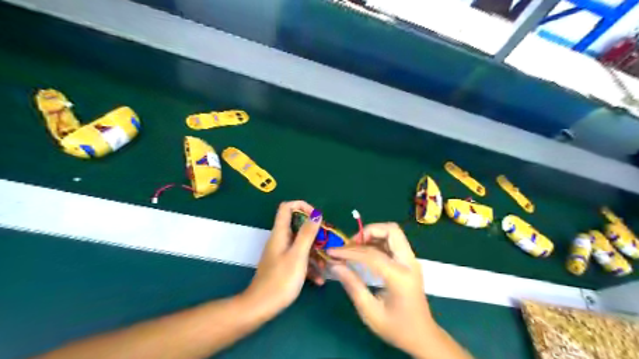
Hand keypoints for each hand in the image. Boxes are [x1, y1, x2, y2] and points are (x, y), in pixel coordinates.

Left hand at [246, 201, 324, 315]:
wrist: (261, 307)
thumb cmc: (281, 280)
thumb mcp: (298, 255)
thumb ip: (307, 233)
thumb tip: (316, 213)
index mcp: (280, 233)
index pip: (287, 207)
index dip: (303, 206)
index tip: (317, 218)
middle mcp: (281, 239)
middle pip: (298, 226)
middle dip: (315, 233)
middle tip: (328, 243)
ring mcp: (282, 253)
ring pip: (301, 244)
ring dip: (315, 252)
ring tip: (327, 266)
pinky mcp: (284, 265)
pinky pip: (300, 258)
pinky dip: (310, 266)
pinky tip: (319, 280)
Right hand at [327, 223, 436, 357]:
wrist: (423, 336)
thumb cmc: (397, 328)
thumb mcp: (370, 312)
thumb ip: (353, 286)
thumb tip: (335, 265)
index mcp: (400, 277)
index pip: (371, 254)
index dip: (349, 251)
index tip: (332, 252)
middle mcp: (409, 262)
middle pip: (391, 230)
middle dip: (368, 231)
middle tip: (351, 244)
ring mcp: (411, 260)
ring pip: (393, 232)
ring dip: (373, 234)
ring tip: (355, 247)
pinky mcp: (409, 262)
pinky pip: (393, 242)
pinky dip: (378, 241)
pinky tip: (365, 253)